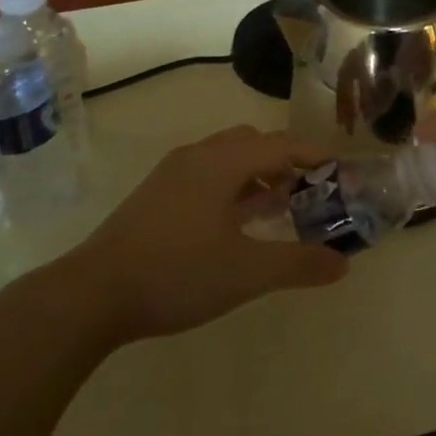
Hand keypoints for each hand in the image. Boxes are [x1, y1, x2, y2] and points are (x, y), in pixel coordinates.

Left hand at [75, 126, 349, 339]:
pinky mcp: (156, 194)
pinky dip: (231, 186)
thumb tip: (343, 263)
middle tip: (308, 190)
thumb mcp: (246, 272)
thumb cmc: (177, 273)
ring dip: (256, 174)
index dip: (313, 155)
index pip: (280, 145)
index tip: (340, 168)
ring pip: (226, 158)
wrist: (93, 293)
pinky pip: (206, 174)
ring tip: (277, 205)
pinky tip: (234, 222)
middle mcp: (198, 156)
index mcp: (222, 162)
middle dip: (284, 160)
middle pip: (252, 143)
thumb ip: (298, 264)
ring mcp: (172, 173)